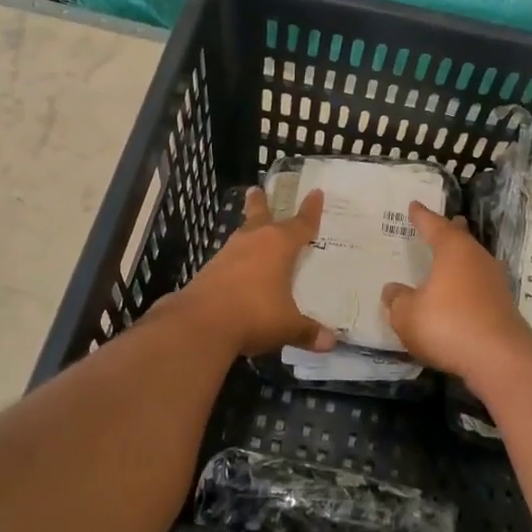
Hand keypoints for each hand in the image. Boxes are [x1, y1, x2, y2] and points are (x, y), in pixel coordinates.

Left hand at [162, 187, 336, 356]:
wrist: (200, 323)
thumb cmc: (255, 314)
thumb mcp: (287, 326)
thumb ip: (308, 331)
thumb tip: (330, 342)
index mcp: (279, 245)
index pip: (301, 224)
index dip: (311, 210)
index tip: (316, 193)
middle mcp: (253, 241)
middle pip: (259, 215)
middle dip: (261, 203)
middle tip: (256, 189)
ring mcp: (228, 254)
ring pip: (242, 235)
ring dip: (248, 231)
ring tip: (253, 231)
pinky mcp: (209, 270)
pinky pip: (230, 259)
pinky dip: (238, 259)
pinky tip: (239, 270)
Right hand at [381, 202, 531, 386]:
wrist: (500, 359)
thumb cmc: (448, 325)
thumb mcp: (407, 315)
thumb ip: (397, 300)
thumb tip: (392, 289)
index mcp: (453, 250)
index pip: (434, 225)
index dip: (422, 216)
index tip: (414, 205)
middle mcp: (477, 259)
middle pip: (462, 238)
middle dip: (452, 230)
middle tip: (447, 222)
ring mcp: (495, 282)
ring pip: (474, 261)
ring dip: (462, 259)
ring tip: (450, 258)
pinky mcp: (503, 306)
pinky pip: (479, 285)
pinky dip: (468, 284)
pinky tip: (460, 294)